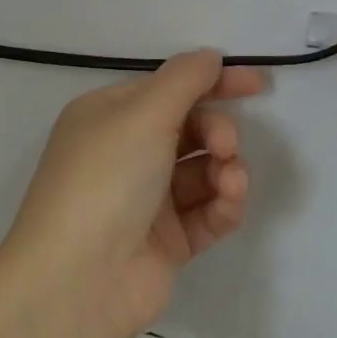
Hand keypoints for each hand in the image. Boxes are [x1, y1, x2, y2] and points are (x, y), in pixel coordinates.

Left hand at [1, 51, 260, 337]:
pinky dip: (223, 204)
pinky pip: (207, 213)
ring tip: (228, 179)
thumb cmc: (105, 181)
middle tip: (224, 145)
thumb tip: (209, 57)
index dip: (213, 83)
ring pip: (203, 171)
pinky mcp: (167, 241)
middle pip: (189, 129)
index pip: (168, 89)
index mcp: (109, 117)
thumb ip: (184, 80)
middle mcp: (125, 154)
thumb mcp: (142, 115)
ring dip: (225, 169)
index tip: (258, 84)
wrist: (78, 280)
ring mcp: (146, 200)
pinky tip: (228, 201)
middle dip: (217, 131)